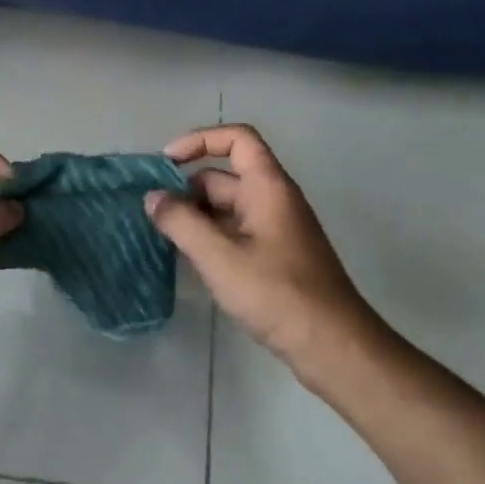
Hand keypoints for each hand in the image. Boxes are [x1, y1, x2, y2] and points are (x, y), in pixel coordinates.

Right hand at [145, 124, 380, 374]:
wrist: (332, 344)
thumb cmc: (276, 293)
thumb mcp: (219, 256)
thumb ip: (181, 223)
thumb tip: (152, 198)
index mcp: (268, 186)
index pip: (237, 139)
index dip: (200, 140)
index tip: (166, 162)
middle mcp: (274, 199)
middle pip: (225, 176)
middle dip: (187, 190)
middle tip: (153, 216)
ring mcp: (276, 229)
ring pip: (227, 208)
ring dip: (196, 217)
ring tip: (163, 238)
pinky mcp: (275, 256)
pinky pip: (236, 232)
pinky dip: (210, 237)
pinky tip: (189, 260)